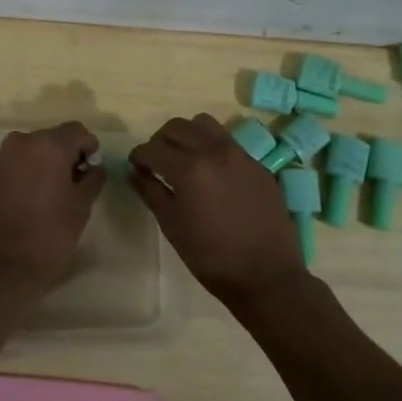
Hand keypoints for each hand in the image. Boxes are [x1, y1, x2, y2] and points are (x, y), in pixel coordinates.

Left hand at [0, 122, 105, 300]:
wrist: (3, 265)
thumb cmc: (50, 234)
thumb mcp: (81, 206)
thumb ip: (92, 178)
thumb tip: (94, 167)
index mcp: (48, 145)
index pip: (77, 130)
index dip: (88, 147)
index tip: (92, 170)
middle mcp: (22, 141)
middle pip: (52, 138)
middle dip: (66, 155)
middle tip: (75, 183)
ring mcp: (1, 156)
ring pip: (32, 150)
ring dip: (44, 163)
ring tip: (52, 192)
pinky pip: (15, 163)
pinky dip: (26, 172)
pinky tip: (31, 198)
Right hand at [129, 113, 306, 313]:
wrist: (267, 276)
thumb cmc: (211, 256)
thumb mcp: (172, 225)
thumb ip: (150, 192)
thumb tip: (134, 173)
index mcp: (189, 168)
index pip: (153, 148)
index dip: (139, 156)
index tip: (136, 166)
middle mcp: (214, 151)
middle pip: (177, 126)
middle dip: (160, 140)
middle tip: (157, 161)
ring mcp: (239, 154)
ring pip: (204, 124)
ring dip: (187, 135)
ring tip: (185, 158)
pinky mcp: (257, 164)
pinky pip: (227, 141)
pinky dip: (211, 147)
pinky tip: (212, 173)